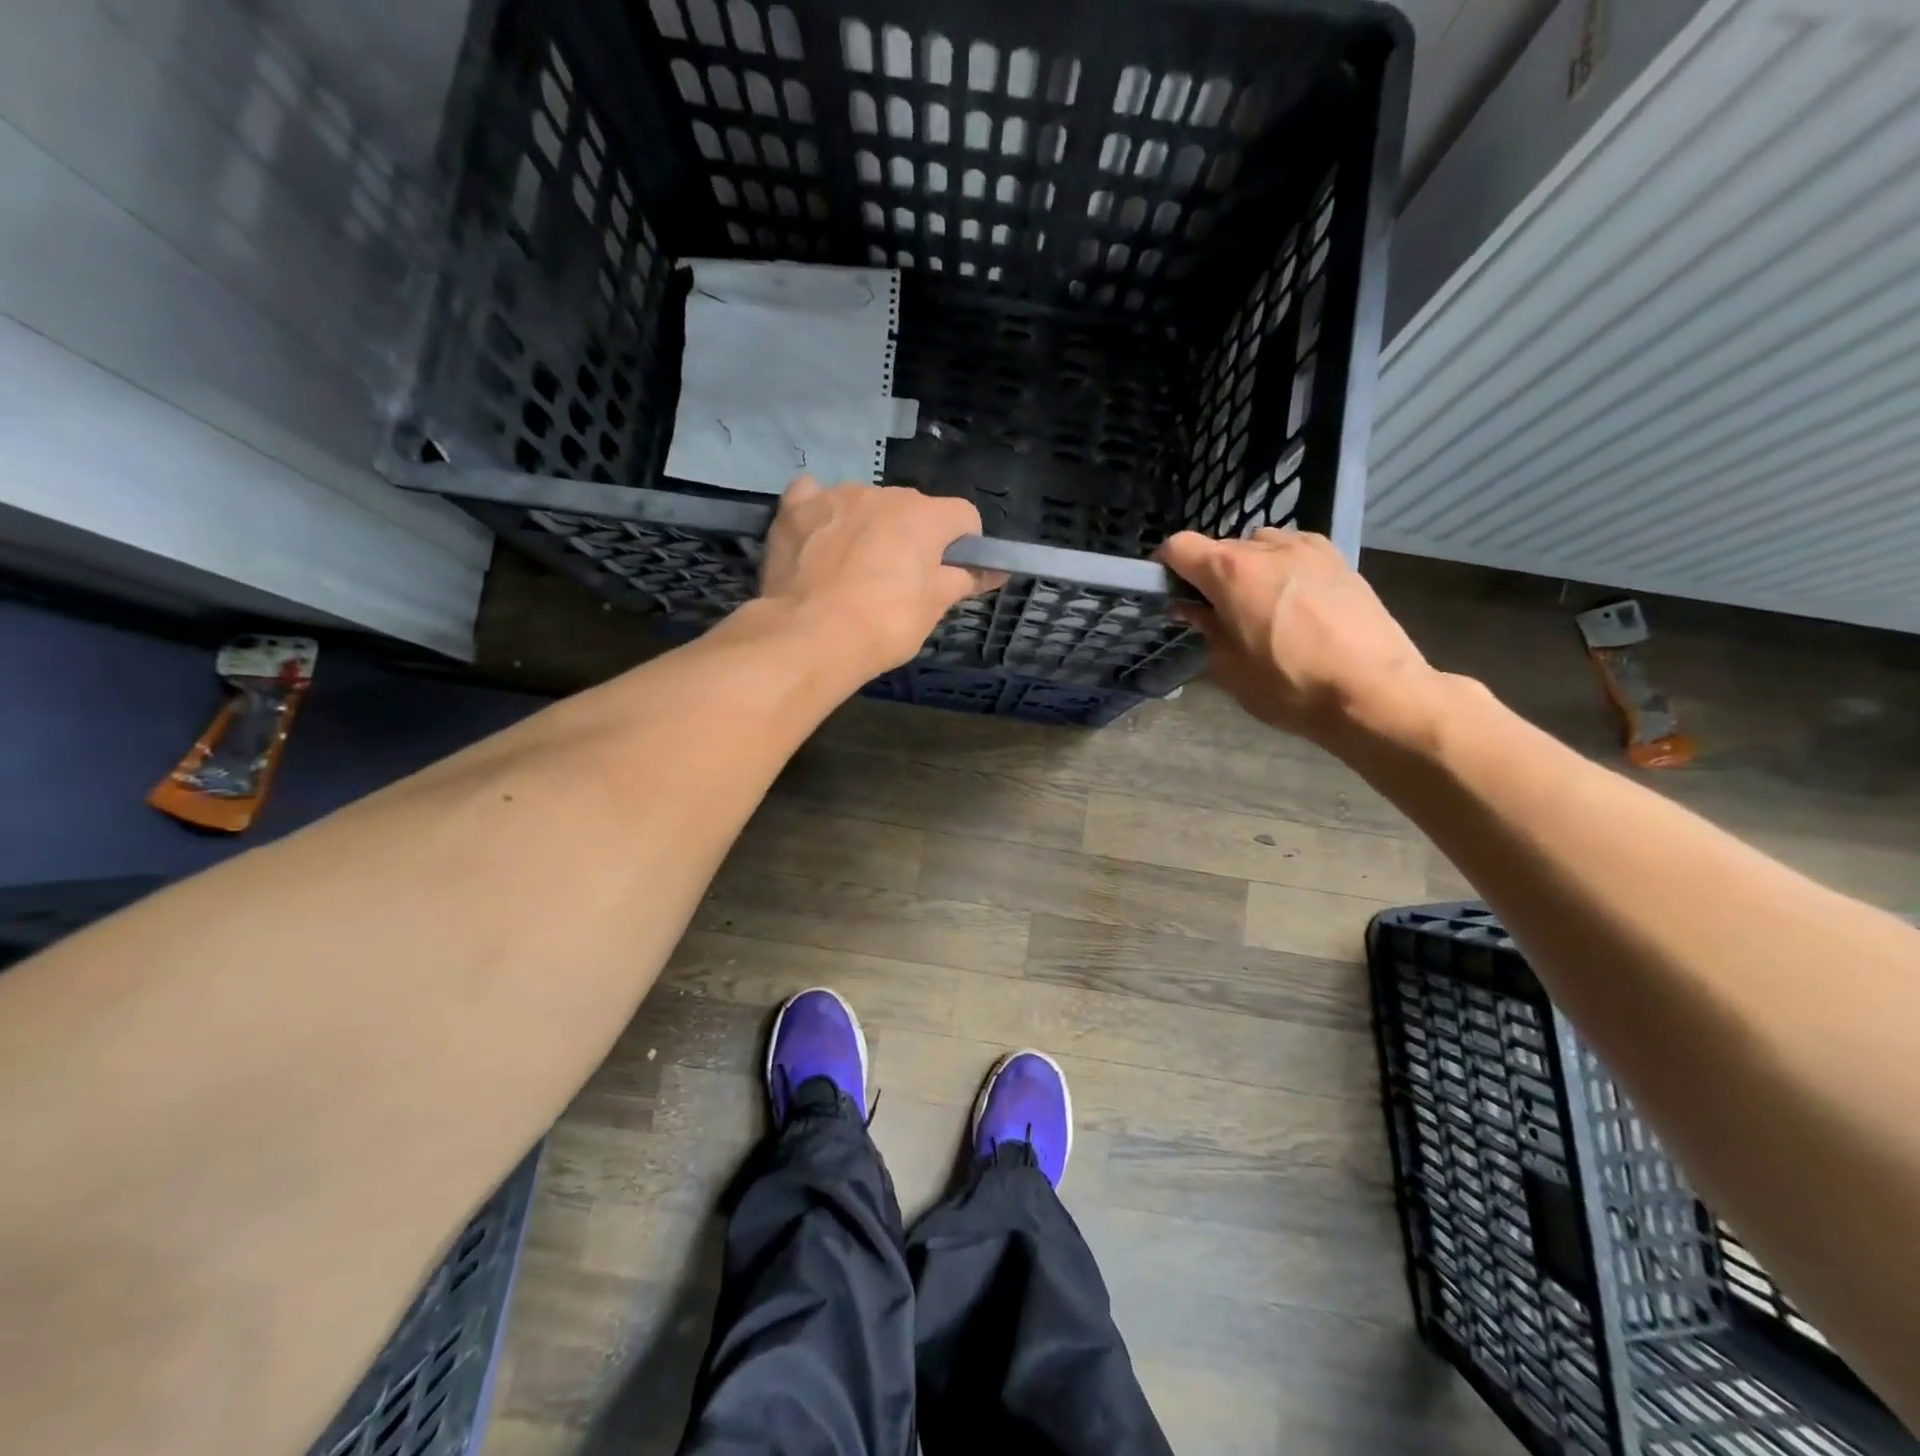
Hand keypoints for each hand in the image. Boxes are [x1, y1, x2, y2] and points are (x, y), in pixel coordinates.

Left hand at [758, 476, 1002, 673]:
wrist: (812, 636)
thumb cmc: (885, 624)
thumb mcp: (934, 608)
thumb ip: (963, 580)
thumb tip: (993, 571)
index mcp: (925, 516)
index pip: (963, 516)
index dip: (964, 544)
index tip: (951, 572)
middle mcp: (883, 494)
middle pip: (911, 509)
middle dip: (910, 538)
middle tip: (898, 582)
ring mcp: (836, 497)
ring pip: (863, 504)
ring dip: (867, 527)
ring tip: (851, 572)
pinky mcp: (795, 510)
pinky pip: (813, 497)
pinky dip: (820, 514)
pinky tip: (816, 539)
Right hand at [1157, 528, 1440, 747]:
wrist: (1374, 692)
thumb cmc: (1290, 686)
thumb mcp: (1230, 668)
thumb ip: (1206, 630)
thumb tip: (1193, 611)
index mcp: (1231, 572)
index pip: (1179, 547)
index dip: (1165, 566)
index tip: (1167, 590)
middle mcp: (1266, 547)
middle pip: (1220, 548)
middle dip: (1209, 576)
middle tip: (1215, 613)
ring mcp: (1307, 548)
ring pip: (1258, 546)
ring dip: (1247, 569)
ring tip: (1258, 605)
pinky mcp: (1338, 558)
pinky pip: (1294, 551)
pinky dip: (1281, 568)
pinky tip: (1293, 601)